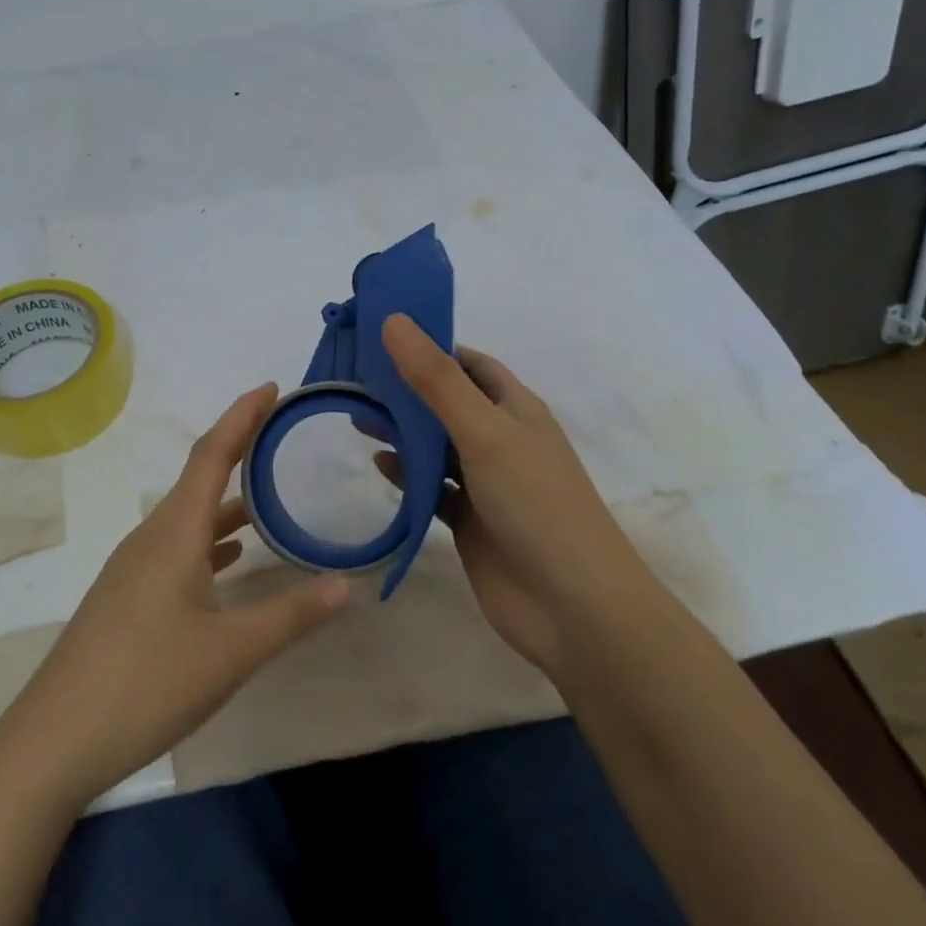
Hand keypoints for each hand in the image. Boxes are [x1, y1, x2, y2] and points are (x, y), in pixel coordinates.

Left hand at [0, 384, 350, 810]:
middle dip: (238, 450)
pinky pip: (176, 549)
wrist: (53, 741)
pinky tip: (230, 561)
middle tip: (278, 433)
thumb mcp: (230, 652)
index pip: (212, 455)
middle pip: (199, 478)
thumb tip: (344, 584)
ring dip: (226, 501)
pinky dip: (209, 541)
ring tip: (267, 498)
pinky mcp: (127, 597)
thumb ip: (290, 615)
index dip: (241, 416)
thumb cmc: (145, 683)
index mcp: (174, 533)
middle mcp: (150, 538)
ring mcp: (133, 568)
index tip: (270, 388)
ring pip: (188, 518)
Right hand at [379, 314, 658, 680]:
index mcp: (515, 409)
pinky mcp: (469, 521)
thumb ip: (435, 380)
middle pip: (446, 403)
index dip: (430, 346)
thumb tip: (394, 320)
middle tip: (355, 380)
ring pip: (436, 446)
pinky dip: (407, 475)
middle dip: (405, 390)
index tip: (381, 337)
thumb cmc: (535, 503)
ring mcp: (486, 483)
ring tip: (356, 419)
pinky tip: (380, 467)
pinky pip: (432, 488)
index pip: (469, 364)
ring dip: (402, 432)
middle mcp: (501, 440)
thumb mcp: (483, 431)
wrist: (571, 605)